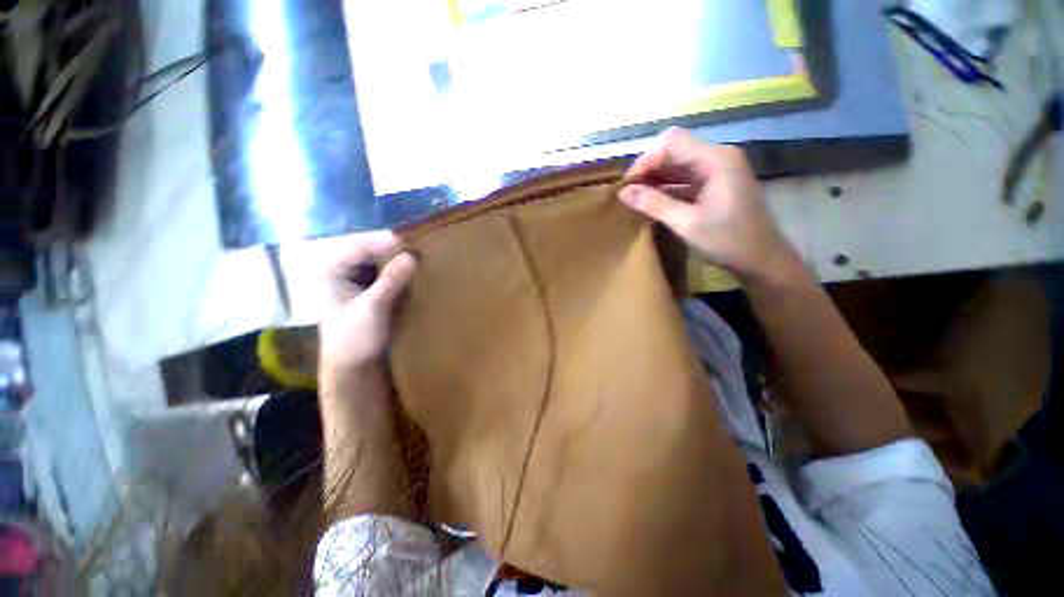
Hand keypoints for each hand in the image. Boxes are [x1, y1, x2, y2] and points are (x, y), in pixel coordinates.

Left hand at [318, 231, 416, 374]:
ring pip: (378, 260)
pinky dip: (399, 270)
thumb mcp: (373, 307)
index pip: (357, 245)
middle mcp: (342, 270)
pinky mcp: (370, 289)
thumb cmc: (355, 337)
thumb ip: (391, 281)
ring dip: (397, 258)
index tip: (409, 239)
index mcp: (332, 271)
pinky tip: (413, 270)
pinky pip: (385, 272)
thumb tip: (412, 256)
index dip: (382, 240)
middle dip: (392, 247)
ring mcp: (357, 279)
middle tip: (418, 245)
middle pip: (368, 249)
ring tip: (419, 254)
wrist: (354, 365)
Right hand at [619, 128, 795, 281]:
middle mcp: (717, 157)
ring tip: (636, 198)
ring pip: (678, 164)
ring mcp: (717, 170)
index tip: (628, 185)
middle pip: (674, 150)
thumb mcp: (687, 223)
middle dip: (649, 169)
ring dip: (656, 179)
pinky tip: (653, 202)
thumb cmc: (728, 241)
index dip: (646, 160)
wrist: (762, 259)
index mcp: (716, 159)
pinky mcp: (715, 184)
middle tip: (629, 193)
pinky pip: (685, 178)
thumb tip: (623, 192)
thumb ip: (654, 204)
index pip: (672, 143)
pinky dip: (667, 187)